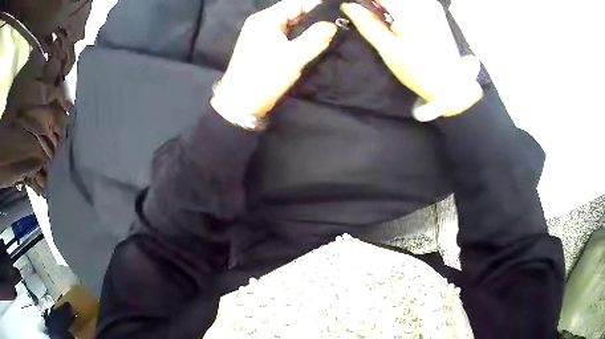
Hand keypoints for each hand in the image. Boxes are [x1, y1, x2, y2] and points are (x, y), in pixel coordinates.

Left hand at [211, 0, 336, 122]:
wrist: (239, 102)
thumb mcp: (293, 58)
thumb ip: (316, 39)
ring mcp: (259, 32)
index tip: (338, 12)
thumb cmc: (264, 78)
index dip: (318, 5)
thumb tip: (333, 24)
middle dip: (314, 15)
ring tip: (327, 30)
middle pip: (292, 10)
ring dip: (307, 25)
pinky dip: (297, 33)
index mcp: (266, 19)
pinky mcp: (261, 43)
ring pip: (289, 22)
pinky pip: (284, 32)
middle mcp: (261, 21)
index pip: (296, 3)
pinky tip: (310, 39)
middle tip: (336, 22)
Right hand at [341, 0, 482, 119]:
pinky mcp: (437, 12)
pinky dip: (400, 9)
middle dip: (378, 5)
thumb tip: (348, 6)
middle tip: (371, 19)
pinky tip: (400, 23)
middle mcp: (423, 3)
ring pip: (401, 0)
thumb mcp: (389, 50)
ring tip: (387, 25)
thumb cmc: (418, 71)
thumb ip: (368, 25)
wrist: (451, 86)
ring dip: (388, 7)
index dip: (365, 2)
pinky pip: (412, 3)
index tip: (358, 11)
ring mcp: (432, 6)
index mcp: (410, 12)